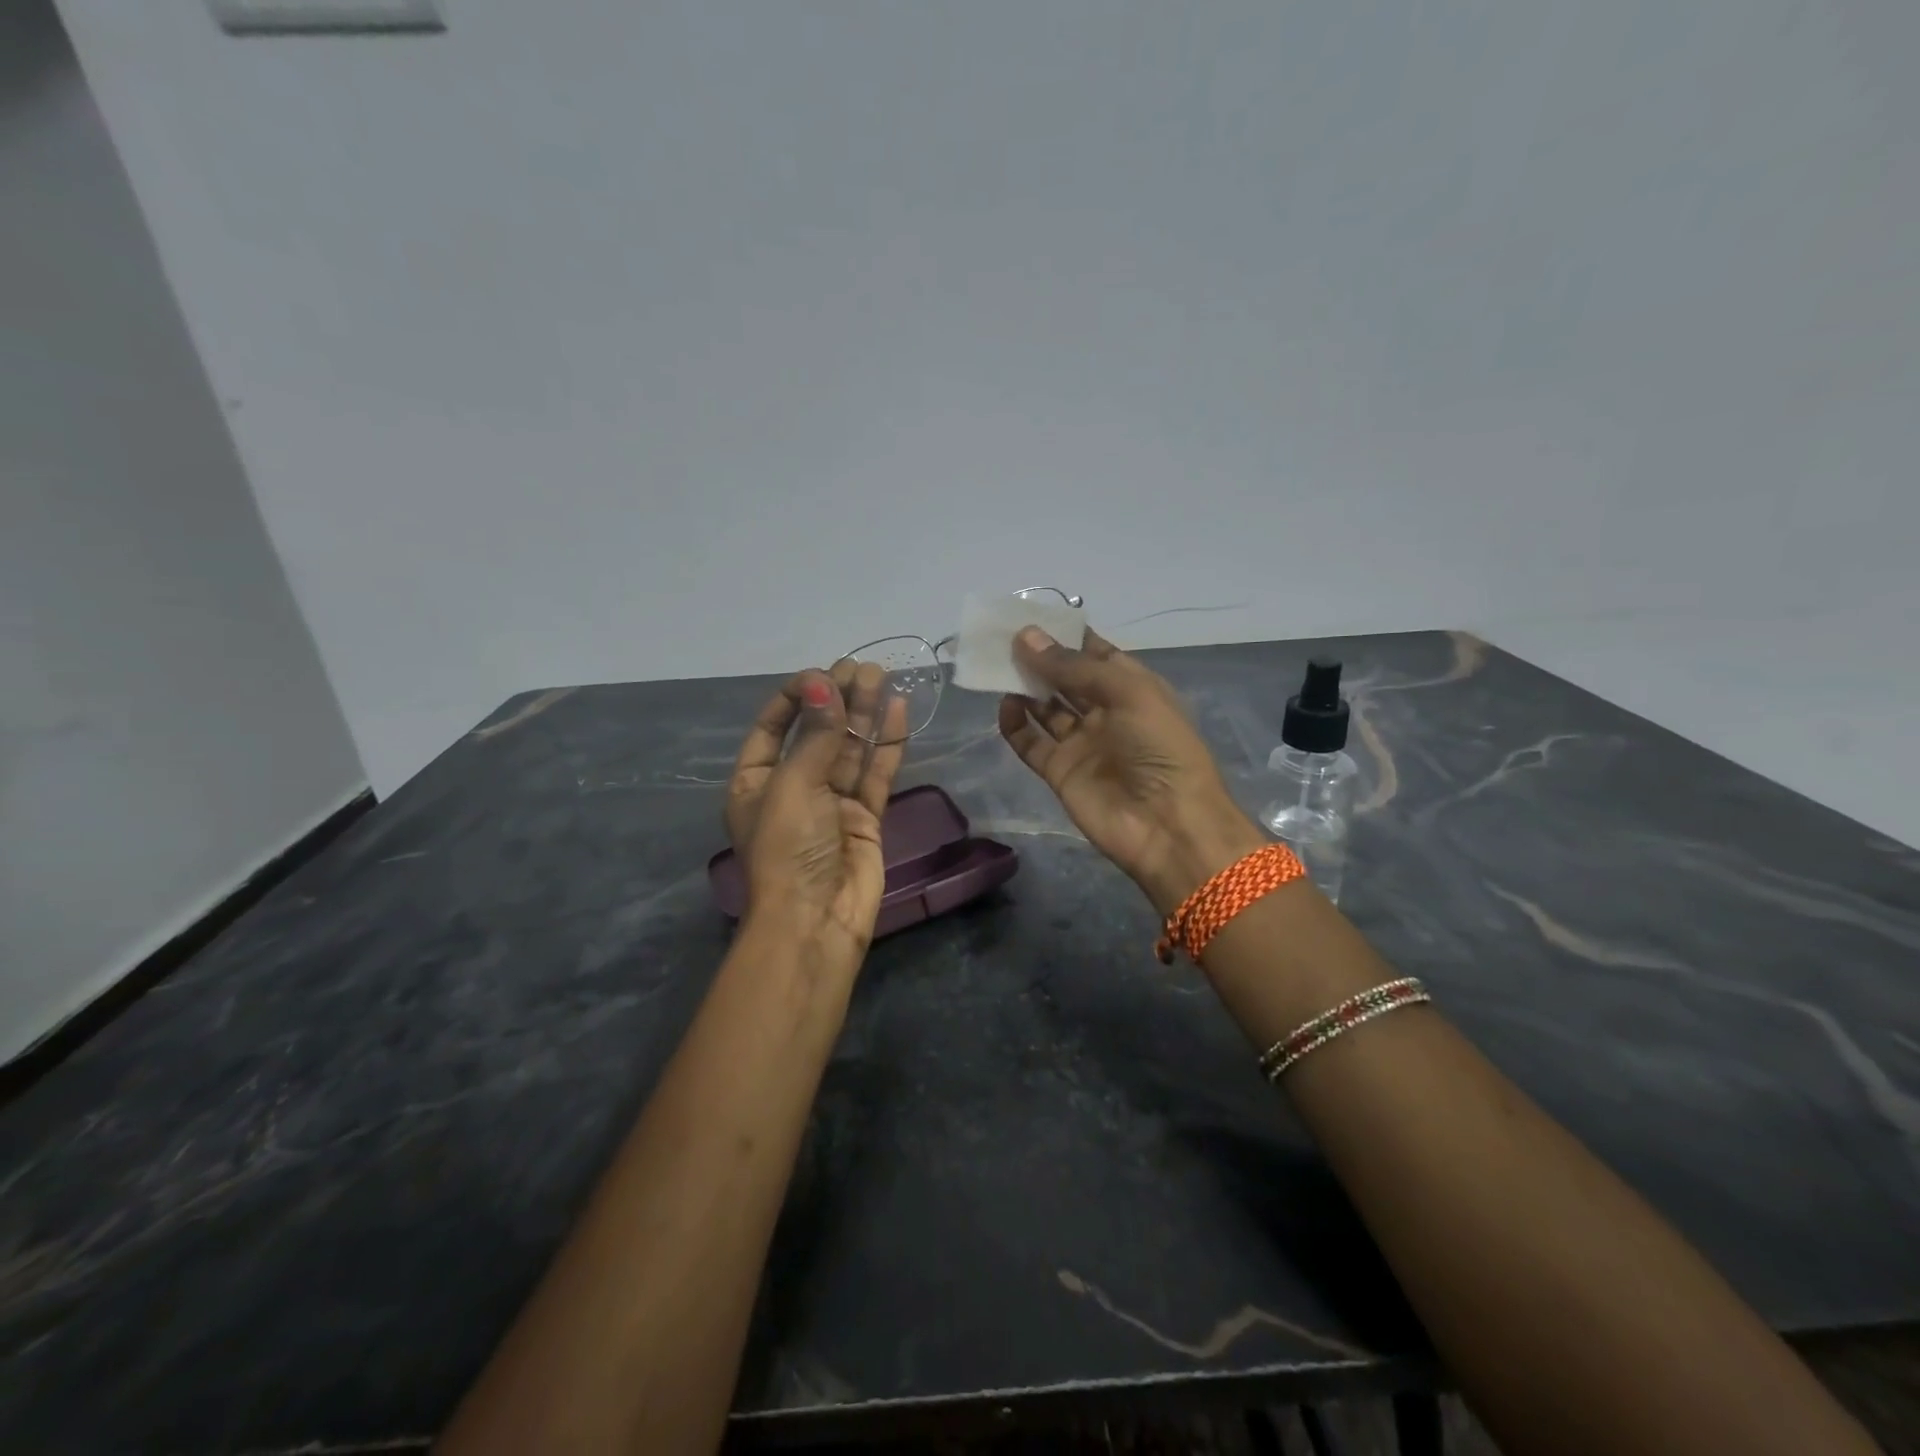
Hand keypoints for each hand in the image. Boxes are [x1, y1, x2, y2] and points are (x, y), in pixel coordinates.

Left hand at [726, 661, 908, 969]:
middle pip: (816, 734)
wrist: (816, 921)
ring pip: (849, 749)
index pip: (771, 728)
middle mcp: (792, 789)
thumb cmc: (788, 849)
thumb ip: (815, 734)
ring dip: (864, 714)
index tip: (821, 673)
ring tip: (881, 676)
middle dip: (837, 699)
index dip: (795, 697)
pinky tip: (898, 710)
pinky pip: (874, 773)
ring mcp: (830, 804)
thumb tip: (824, 681)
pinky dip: (886, 744)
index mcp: (755, 783)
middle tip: (861, 667)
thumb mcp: (793, 785)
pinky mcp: (864, 818)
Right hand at [998, 627, 1264, 913]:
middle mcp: (1105, 712)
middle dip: (1039, 657)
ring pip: (1045, 707)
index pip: (1095, 653)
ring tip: (996, 664)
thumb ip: (1072, 667)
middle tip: (1003, 636)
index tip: (1032, 616)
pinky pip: (1031, 742)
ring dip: (1024, 686)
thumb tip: (1026, 636)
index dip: (1066, 635)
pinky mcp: (1059, 771)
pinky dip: (1015, 724)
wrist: (1167, 825)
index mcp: (1132, 688)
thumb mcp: (1127, 693)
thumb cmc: (1159, 747)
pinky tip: (1004, 705)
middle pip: (1065, 678)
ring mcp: (1081, 743)